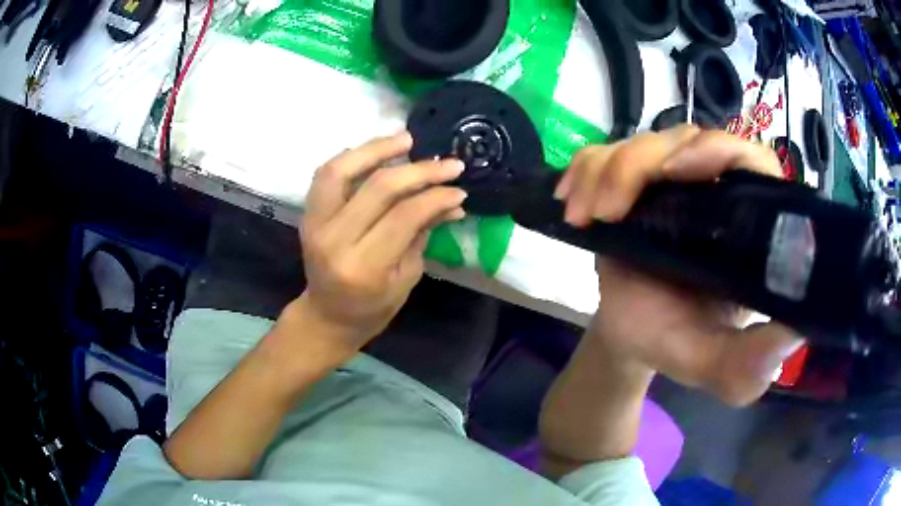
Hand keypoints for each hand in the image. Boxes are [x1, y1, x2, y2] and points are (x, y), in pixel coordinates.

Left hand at [298, 132, 466, 351]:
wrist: (327, 316)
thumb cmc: (372, 307)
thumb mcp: (407, 277)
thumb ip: (424, 233)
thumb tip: (452, 201)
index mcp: (364, 266)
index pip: (404, 216)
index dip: (435, 196)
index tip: (459, 188)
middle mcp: (335, 240)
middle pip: (378, 187)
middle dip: (419, 170)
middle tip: (447, 162)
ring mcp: (315, 224)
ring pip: (341, 170)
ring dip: (376, 149)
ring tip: (406, 139)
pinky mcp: (307, 214)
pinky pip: (325, 175)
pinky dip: (349, 157)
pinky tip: (374, 150)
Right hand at [556, 127, 803, 405]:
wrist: (628, 334)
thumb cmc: (674, 342)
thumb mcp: (711, 364)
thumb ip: (747, 365)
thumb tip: (793, 334)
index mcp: (746, 226)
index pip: (751, 161)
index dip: (719, 150)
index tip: (676, 173)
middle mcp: (715, 190)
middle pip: (686, 139)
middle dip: (638, 165)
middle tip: (606, 213)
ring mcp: (672, 179)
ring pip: (643, 141)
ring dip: (605, 171)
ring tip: (581, 215)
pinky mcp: (635, 179)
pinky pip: (608, 150)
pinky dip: (584, 168)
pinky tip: (570, 202)